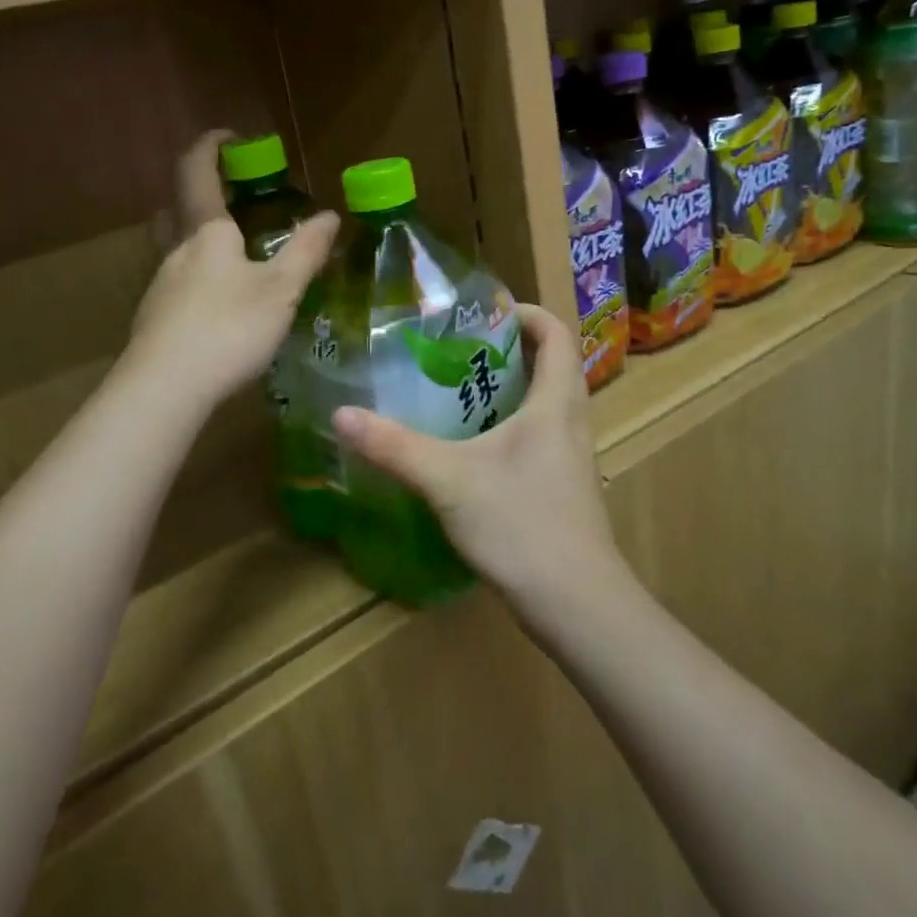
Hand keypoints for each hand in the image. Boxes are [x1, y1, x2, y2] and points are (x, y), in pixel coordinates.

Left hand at [126, 132, 338, 411]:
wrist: (165, 389)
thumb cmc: (228, 328)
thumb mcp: (280, 291)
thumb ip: (306, 252)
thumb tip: (330, 216)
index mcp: (206, 233)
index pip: (198, 172)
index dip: (210, 146)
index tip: (229, 136)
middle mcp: (176, 251)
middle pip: (177, 208)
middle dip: (200, 193)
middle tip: (231, 196)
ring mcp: (160, 287)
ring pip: (175, 249)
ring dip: (199, 240)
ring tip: (234, 257)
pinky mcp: (154, 320)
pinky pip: (176, 284)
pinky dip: (196, 279)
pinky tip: (217, 307)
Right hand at [331, 304, 630, 615]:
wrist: (575, 604)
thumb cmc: (521, 524)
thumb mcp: (448, 480)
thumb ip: (394, 446)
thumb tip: (341, 414)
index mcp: (555, 403)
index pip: (555, 333)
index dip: (525, 312)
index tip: (483, 312)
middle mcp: (572, 421)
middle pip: (551, 364)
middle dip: (509, 348)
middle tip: (459, 347)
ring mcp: (571, 457)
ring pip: (546, 403)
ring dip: (510, 387)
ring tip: (458, 389)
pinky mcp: (564, 486)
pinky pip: (541, 435)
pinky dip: (511, 424)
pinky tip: (472, 446)